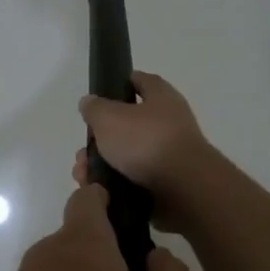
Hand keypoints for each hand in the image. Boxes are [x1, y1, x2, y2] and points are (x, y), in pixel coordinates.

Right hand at [73, 71, 212, 232]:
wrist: (183, 189)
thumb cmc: (146, 142)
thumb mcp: (108, 118)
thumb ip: (95, 108)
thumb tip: (89, 102)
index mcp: (162, 98)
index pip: (142, 81)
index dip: (122, 83)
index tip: (103, 93)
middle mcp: (170, 122)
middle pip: (131, 123)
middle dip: (104, 136)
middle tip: (85, 147)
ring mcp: (171, 154)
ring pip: (129, 155)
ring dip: (105, 163)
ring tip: (85, 173)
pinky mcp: (169, 182)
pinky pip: (135, 179)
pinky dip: (117, 184)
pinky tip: (100, 190)